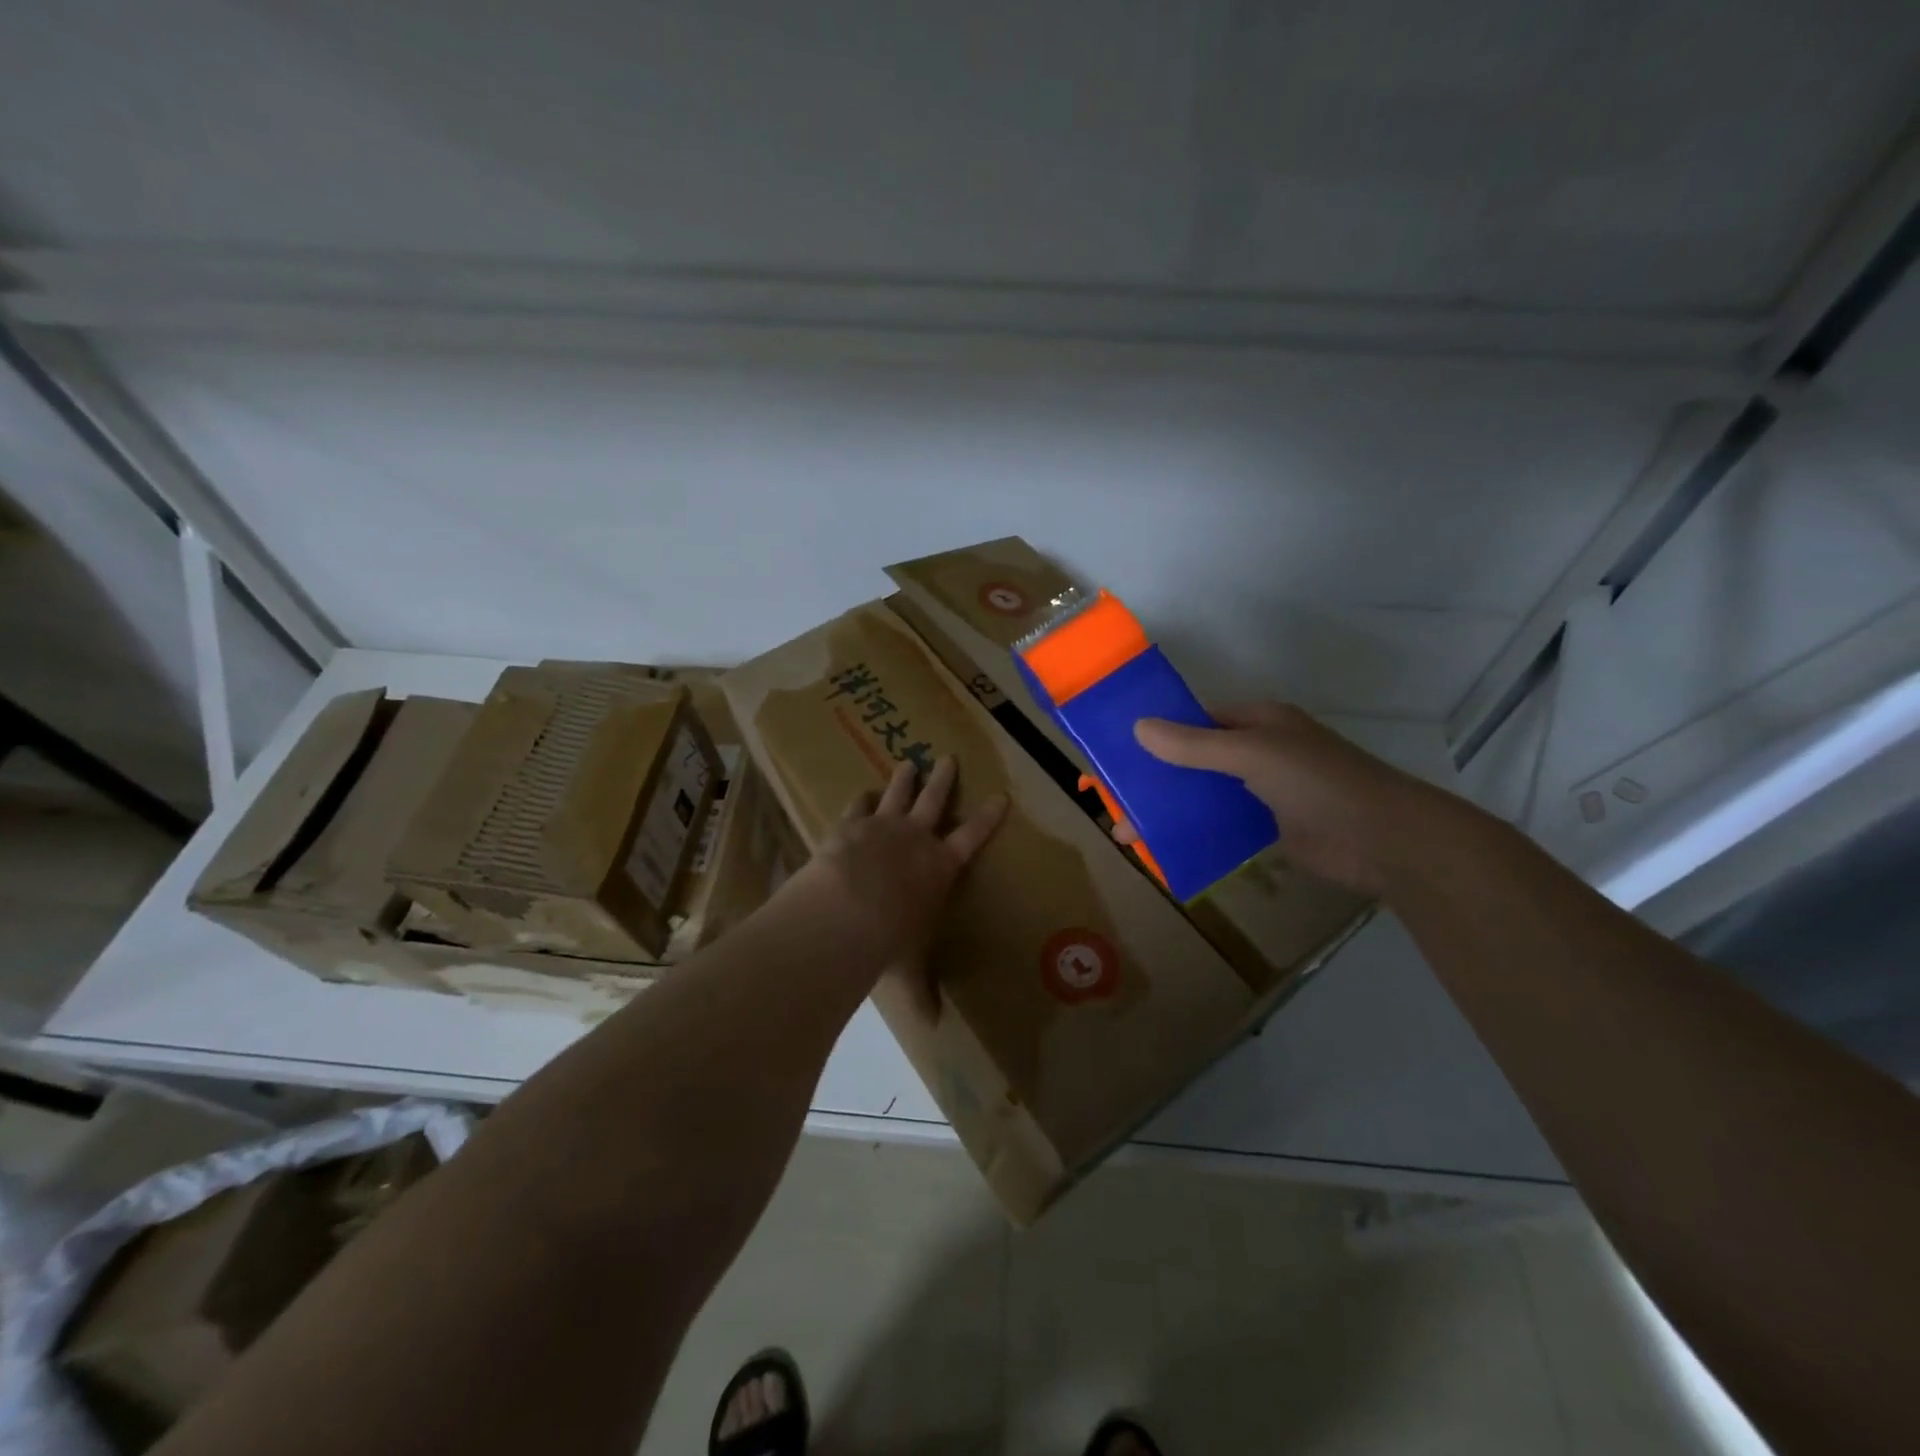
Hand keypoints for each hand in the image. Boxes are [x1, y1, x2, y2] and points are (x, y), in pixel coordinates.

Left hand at [797, 756, 1007, 973]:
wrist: (847, 910)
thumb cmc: (890, 939)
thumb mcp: (910, 967)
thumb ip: (921, 991)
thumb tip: (932, 1026)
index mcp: (940, 867)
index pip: (972, 837)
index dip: (988, 817)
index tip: (1001, 796)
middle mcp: (915, 839)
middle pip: (934, 801)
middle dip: (943, 780)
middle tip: (948, 757)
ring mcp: (882, 826)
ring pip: (898, 793)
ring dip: (904, 779)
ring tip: (908, 763)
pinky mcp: (849, 825)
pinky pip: (858, 806)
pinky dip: (861, 799)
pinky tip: (861, 793)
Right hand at [1130, 703, 1455, 895]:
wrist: (1384, 841)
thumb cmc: (1319, 783)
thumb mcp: (1252, 755)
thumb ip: (1195, 745)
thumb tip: (1138, 728)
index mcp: (1258, 722)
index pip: (1196, 719)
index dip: (1157, 732)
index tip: (1117, 751)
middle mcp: (1258, 751)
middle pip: (1194, 759)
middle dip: (1155, 778)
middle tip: (1112, 799)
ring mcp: (1264, 791)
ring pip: (1204, 794)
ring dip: (1169, 810)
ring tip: (1127, 832)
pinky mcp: (1269, 827)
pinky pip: (1220, 824)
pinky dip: (1193, 832)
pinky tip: (1162, 847)